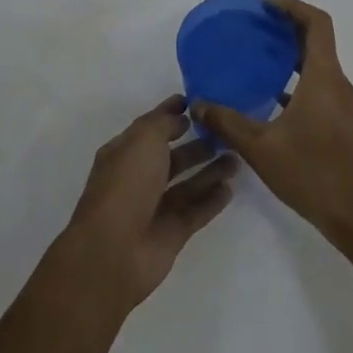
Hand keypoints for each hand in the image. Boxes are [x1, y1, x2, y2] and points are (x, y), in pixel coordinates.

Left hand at [59, 95, 238, 311]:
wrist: (115, 249)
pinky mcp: (172, 232)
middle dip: (197, 145)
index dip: (171, 113)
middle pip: (172, 157)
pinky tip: (230, 188)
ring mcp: (155, 207)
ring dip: (210, 171)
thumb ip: (164, 123)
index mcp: (124, 152)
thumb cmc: (127, 184)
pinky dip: (212, 200)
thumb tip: (181, 117)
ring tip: (237, 157)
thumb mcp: (144, 139)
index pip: (151, 127)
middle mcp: (138, 178)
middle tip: (226, 134)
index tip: (197, 103)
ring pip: (188, 184)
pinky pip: (196, 211)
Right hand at [192, 0, 352, 248]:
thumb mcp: (261, 148)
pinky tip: (270, 102)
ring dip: (291, 57)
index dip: (292, 7)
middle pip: (317, 41)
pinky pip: (319, 88)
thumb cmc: (314, 174)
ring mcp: (343, 105)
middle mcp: (337, 84)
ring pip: (318, 66)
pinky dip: (296, 83)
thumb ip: (227, 122)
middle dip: (287, 29)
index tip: (264, 8)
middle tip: (253, 31)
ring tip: (256, 62)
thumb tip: (197, 104)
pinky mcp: (342, 125)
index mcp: (323, 77)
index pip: (316, 22)